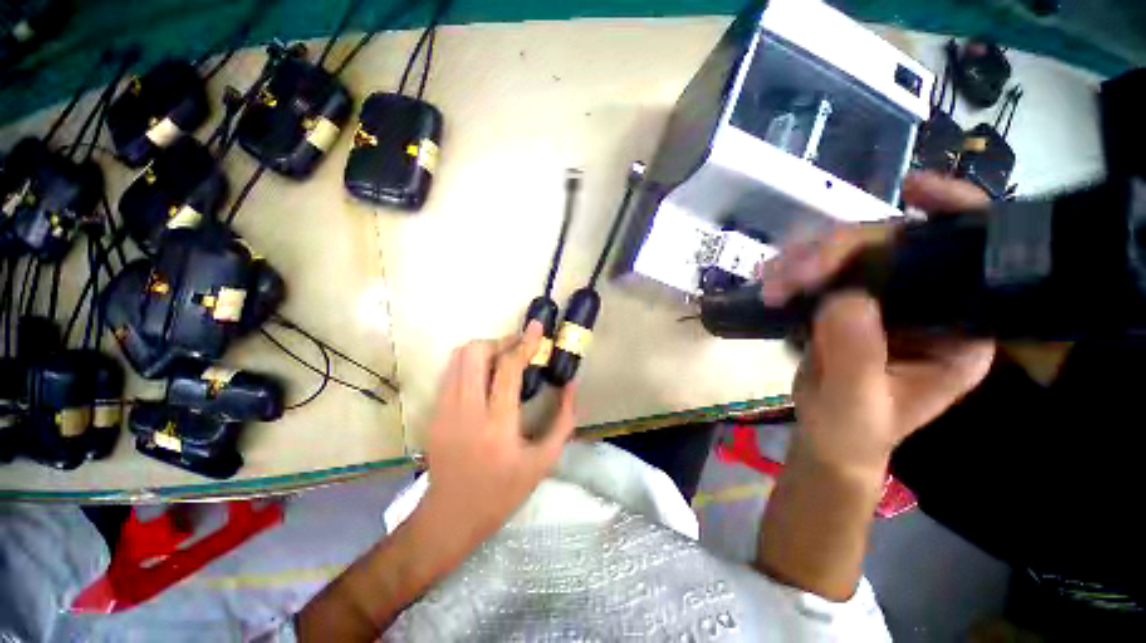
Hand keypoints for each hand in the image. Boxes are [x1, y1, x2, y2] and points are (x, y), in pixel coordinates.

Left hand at [422, 321, 576, 538]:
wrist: (451, 516)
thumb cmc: (503, 492)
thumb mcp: (543, 461)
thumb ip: (563, 420)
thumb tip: (571, 385)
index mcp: (497, 425)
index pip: (507, 369)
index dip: (523, 343)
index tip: (536, 327)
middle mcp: (467, 411)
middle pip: (475, 353)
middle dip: (500, 341)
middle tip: (519, 348)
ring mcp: (445, 410)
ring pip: (459, 357)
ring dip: (485, 350)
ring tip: (503, 359)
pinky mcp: (435, 413)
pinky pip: (452, 372)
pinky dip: (471, 363)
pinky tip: (486, 376)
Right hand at [762, 173, 996, 471]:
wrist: (825, 437)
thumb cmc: (853, 432)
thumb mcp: (857, 403)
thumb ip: (856, 355)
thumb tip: (841, 296)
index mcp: (959, 333)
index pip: (973, 262)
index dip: (953, 214)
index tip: (912, 191)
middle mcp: (931, 307)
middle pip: (899, 249)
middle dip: (842, 250)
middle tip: (793, 271)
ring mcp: (886, 303)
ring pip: (853, 256)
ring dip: (808, 261)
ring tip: (773, 283)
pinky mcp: (849, 304)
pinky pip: (825, 272)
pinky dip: (795, 271)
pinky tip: (772, 280)